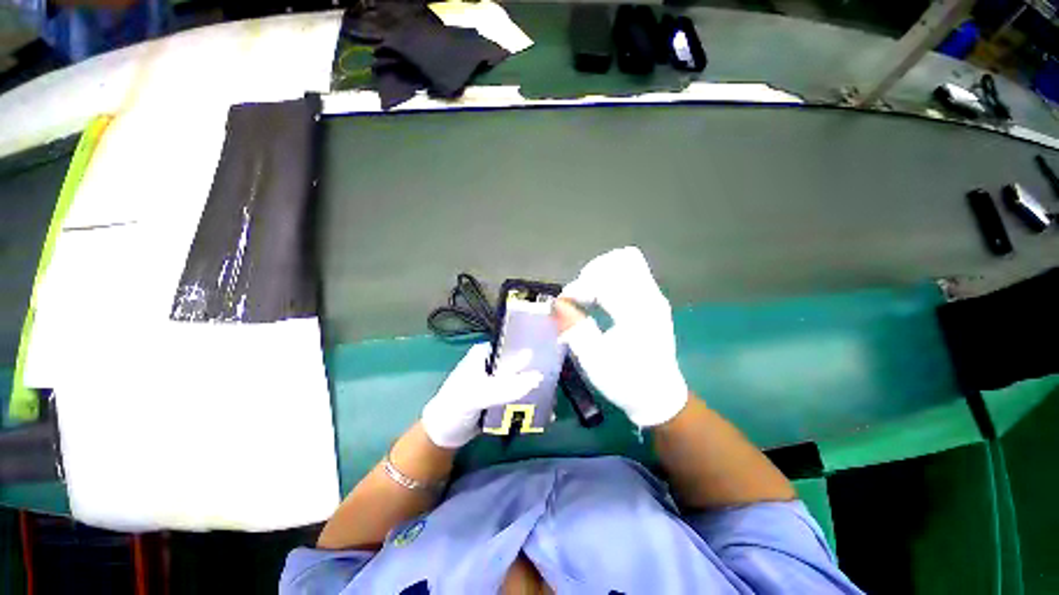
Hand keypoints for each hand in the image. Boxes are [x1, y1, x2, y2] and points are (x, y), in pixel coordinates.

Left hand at [421, 343, 542, 448]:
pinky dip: (531, 403)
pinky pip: (520, 396)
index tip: (554, 357)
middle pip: (522, 363)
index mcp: (486, 353)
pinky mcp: (502, 397)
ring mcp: (499, 381)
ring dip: (537, 390)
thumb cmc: (454, 408)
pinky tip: (544, 412)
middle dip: (539, 372)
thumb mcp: (476, 395)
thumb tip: (538, 377)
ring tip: (553, 401)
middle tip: (556, 382)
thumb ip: (505, 387)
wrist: (442, 436)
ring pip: (523, 380)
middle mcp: (495, 364)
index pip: (514, 345)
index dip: (533, 348)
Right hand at [553, 247, 688, 426]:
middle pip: (620, 259)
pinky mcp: (653, 301)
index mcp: (637, 312)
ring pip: (627, 263)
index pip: (604, 280)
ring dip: (601, 274)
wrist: (659, 396)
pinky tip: (600, 300)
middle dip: (592, 273)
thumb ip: (575, 328)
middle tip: (579, 297)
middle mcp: (650, 297)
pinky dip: (610, 279)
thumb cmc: (626, 381)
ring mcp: (654, 297)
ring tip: (587, 297)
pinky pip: (631, 274)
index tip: (563, 305)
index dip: (578, 288)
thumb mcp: (594, 361)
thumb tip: (557, 303)